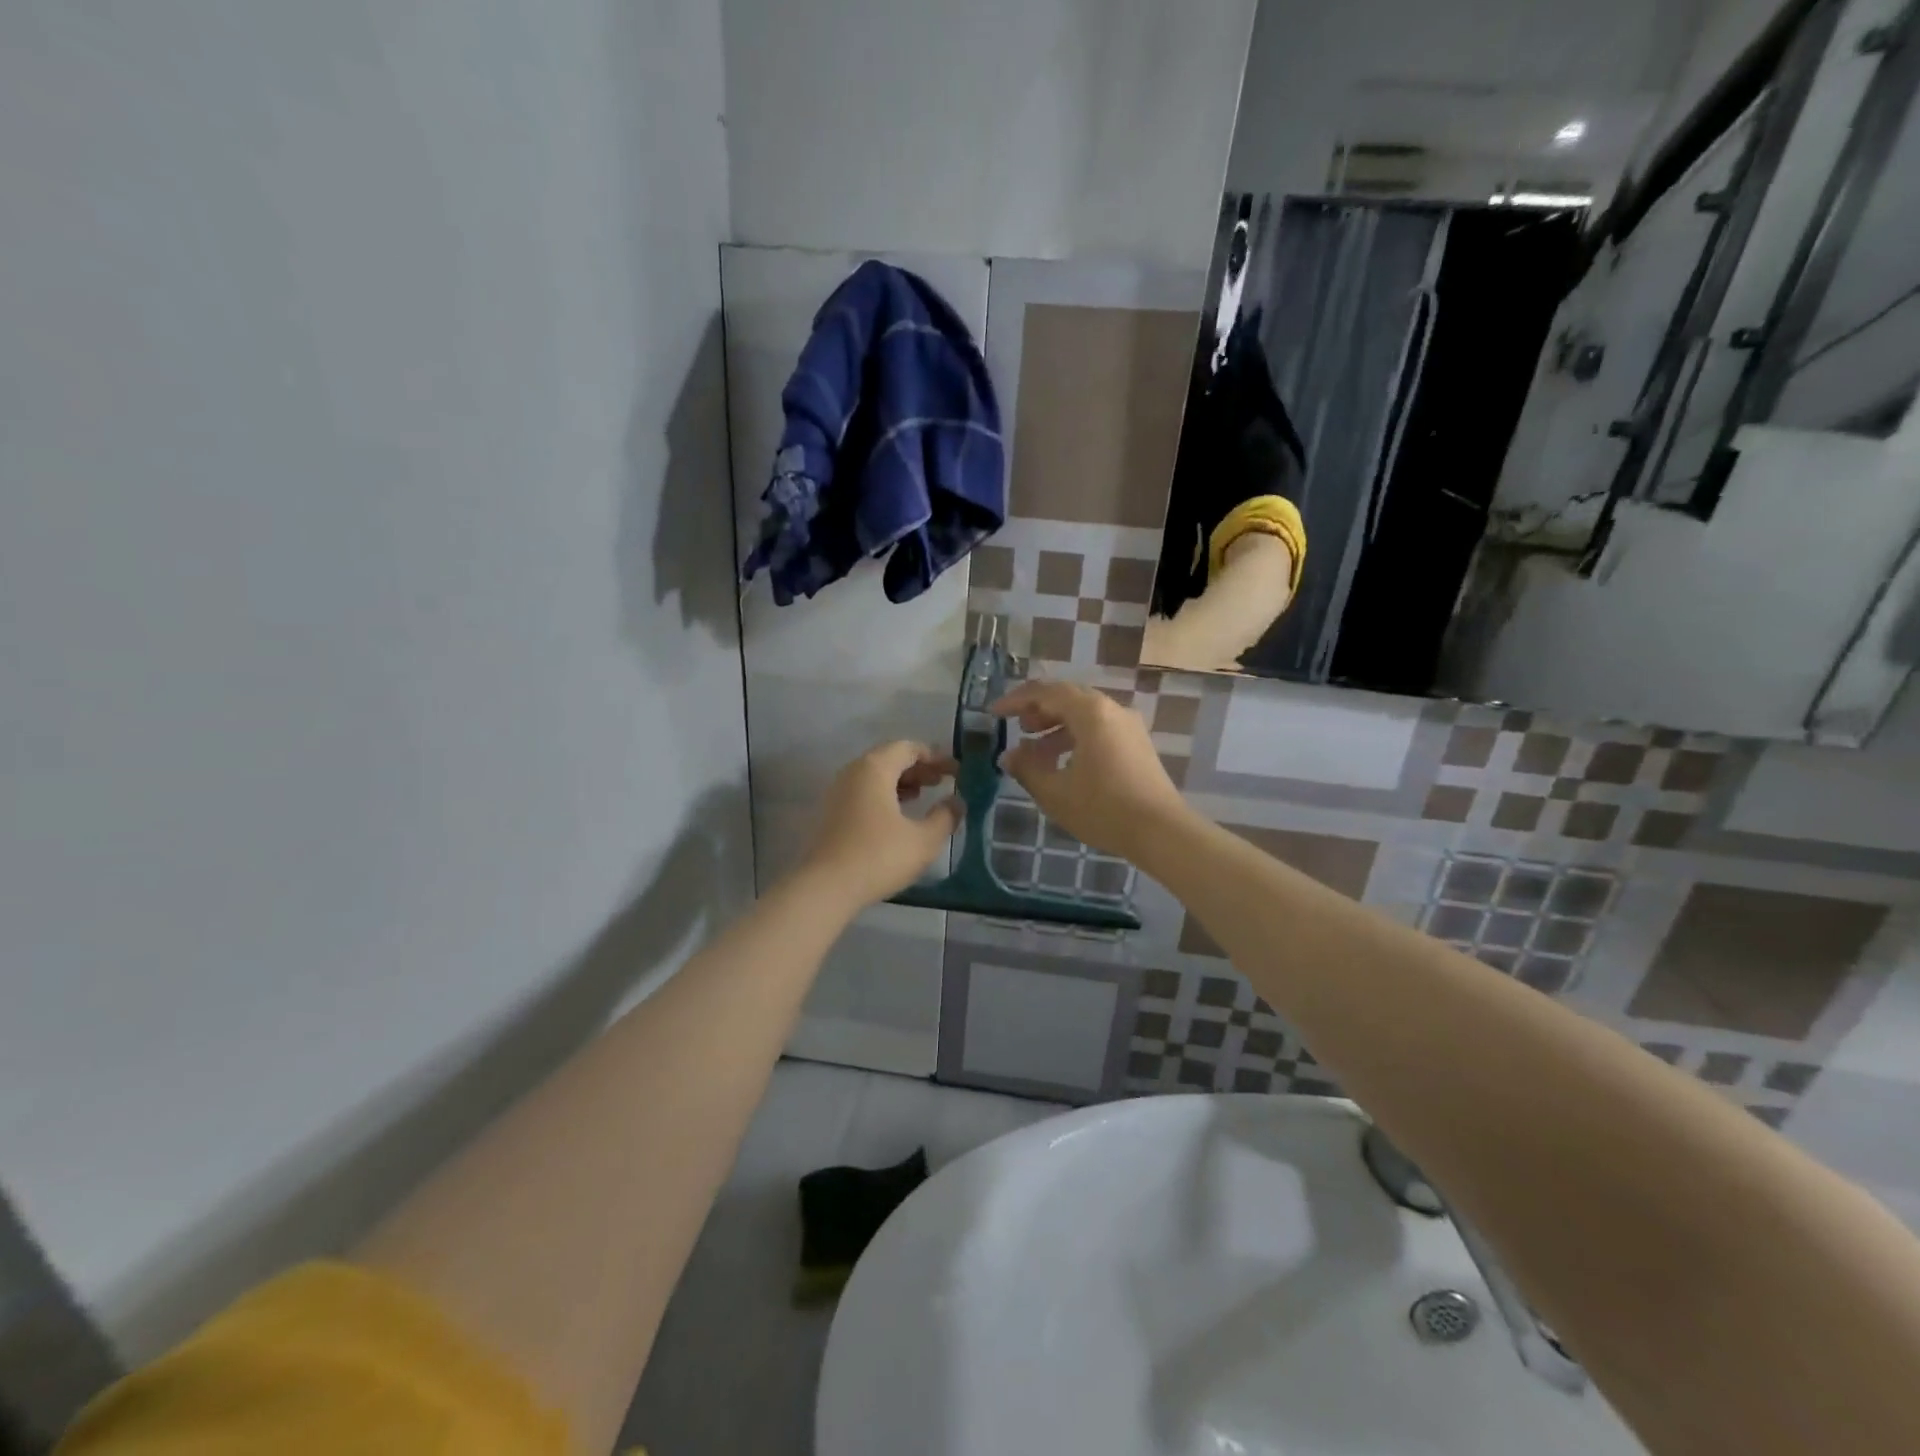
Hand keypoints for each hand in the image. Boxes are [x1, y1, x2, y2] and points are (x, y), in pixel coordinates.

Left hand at [799, 741, 961, 911]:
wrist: (826, 888)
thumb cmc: (879, 857)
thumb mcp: (924, 839)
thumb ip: (945, 816)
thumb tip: (957, 802)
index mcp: (874, 768)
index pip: (908, 748)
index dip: (936, 757)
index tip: (956, 771)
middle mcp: (853, 772)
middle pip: (890, 758)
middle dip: (919, 768)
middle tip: (942, 782)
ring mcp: (838, 792)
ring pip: (875, 776)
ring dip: (901, 781)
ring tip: (924, 795)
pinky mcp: (832, 813)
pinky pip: (864, 792)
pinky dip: (885, 794)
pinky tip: (899, 815)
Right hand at [993, 681, 1190, 860]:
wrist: (1161, 831)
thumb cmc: (1103, 808)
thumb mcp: (1055, 792)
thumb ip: (1027, 769)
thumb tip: (1008, 756)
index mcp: (1090, 712)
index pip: (1046, 692)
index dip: (1016, 700)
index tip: (994, 713)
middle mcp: (1111, 710)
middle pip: (1067, 697)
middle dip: (1037, 710)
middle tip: (1016, 726)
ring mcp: (1128, 726)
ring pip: (1084, 714)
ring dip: (1055, 726)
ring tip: (1034, 750)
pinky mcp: (1137, 745)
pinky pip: (1099, 729)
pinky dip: (1075, 737)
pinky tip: (1063, 762)